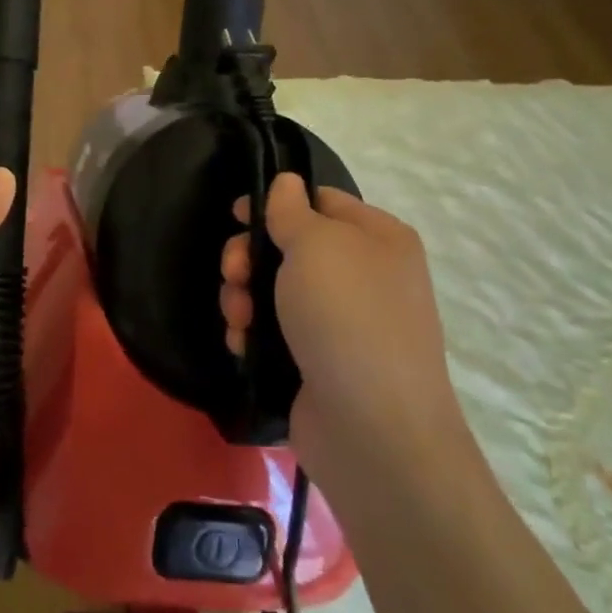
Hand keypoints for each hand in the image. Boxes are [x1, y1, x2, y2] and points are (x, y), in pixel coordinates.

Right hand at [220, 174, 467, 470]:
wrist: (372, 429)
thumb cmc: (346, 317)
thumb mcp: (316, 245)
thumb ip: (292, 210)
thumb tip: (287, 183)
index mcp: (377, 239)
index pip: (321, 200)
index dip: (275, 203)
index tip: (236, 216)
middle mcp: (364, 276)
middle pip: (289, 247)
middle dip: (250, 258)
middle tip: (233, 273)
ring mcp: (342, 323)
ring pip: (275, 291)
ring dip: (243, 298)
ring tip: (238, 319)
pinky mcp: (319, 362)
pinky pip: (275, 331)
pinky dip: (253, 333)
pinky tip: (242, 344)